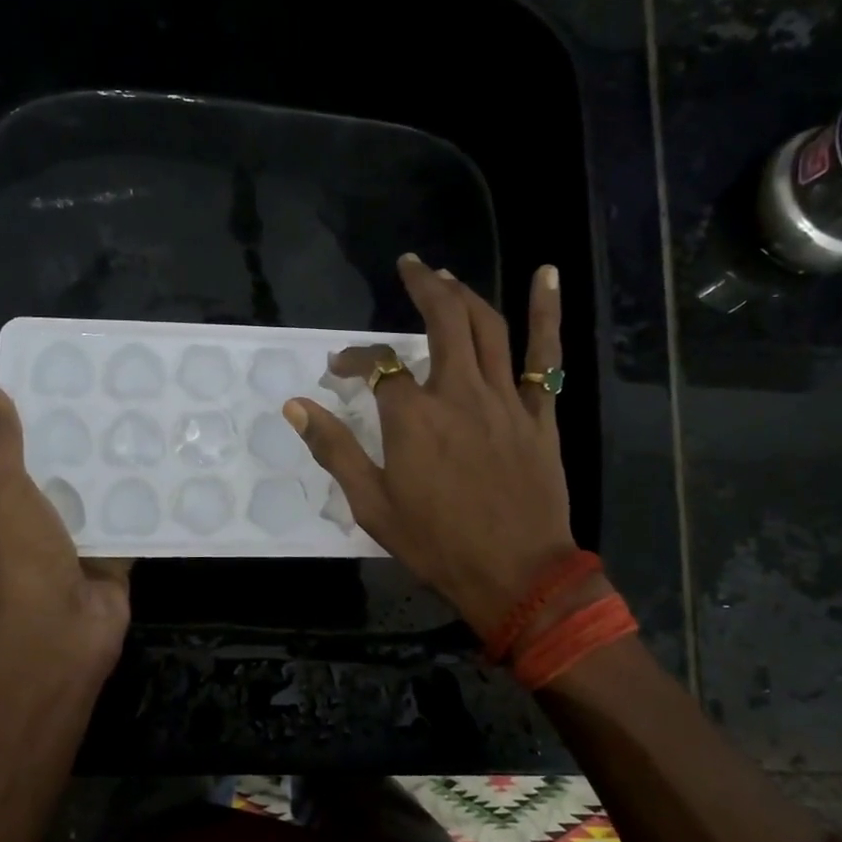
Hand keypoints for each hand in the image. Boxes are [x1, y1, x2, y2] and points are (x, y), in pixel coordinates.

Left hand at [0, 386, 131, 685]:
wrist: (64, 630)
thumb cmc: (27, 561)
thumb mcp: (7, 495)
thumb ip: (3, 448)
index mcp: (3, 518)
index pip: (17, 467)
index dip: (34, 434)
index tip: (64, 396)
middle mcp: (38, 533)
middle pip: (61, 484)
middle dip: (82, 453)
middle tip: (113, 407)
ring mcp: (76, 551)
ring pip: (97, 505)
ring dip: (114, 479)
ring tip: (143, 431)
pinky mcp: (112, 564)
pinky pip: (128, 529)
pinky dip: (143, 509)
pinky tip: (165, 475)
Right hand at [282, 254, 577, 635]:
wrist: (515, 575)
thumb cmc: (437, 544)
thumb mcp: (372, 505)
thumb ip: (334, 450)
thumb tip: (295, 406)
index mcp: (413, 418)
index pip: (377, 365)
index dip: (354, 358)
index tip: (340, 368)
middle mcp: (459, 394)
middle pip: (442, 320)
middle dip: (423, 286)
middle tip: (409, 266)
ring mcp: (505, 400)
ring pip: (487, 327)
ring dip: (465, 293)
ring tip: (447, 276)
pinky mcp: (539, 414)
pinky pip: (546, 356)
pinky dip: (547, 312)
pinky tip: (547, 274)